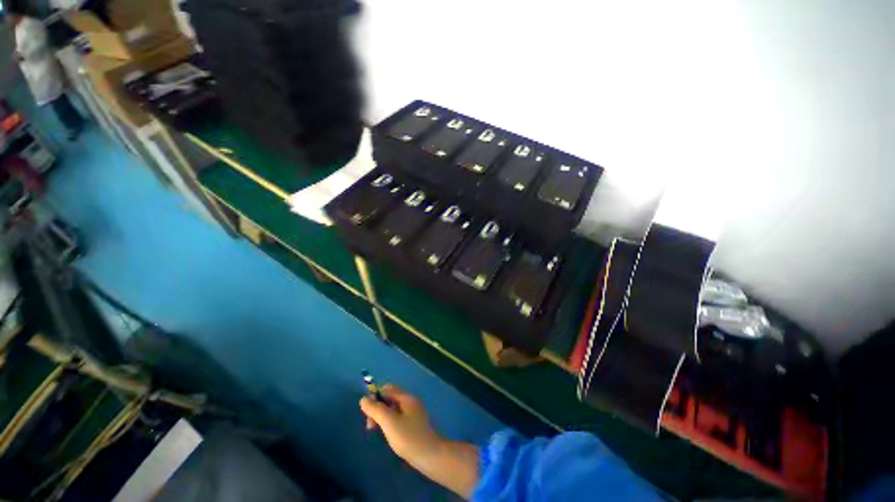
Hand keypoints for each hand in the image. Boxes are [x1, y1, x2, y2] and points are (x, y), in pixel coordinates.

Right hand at [359, 384, 479, 498]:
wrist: (430, 455)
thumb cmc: (408, 437)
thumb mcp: (389, 422)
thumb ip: (376, 409)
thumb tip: (363, 399)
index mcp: (406, 397)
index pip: (387, 389)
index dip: (375, 397)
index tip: (368, 415)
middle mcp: (410, 401)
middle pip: (390, 397)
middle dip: (378, 408)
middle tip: (371, 426)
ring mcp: (413, 412)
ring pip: (393, 408)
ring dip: (383, 416)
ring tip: (377, 431)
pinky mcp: (414, 423)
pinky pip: (398, 416)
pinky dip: (390, 422)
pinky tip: (388, 434)